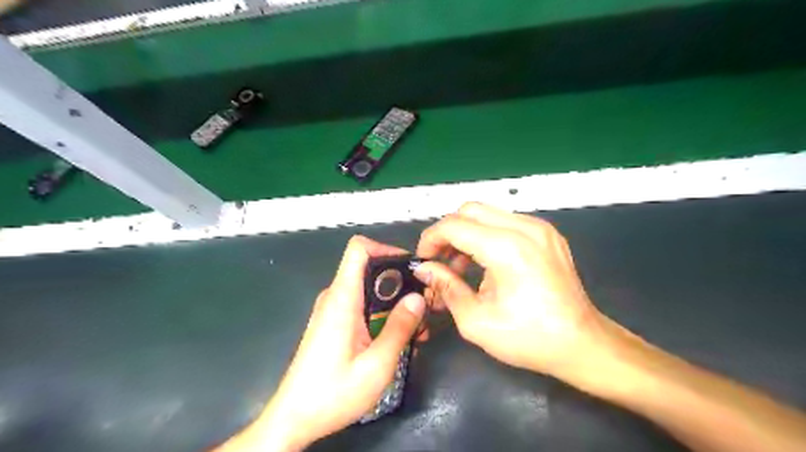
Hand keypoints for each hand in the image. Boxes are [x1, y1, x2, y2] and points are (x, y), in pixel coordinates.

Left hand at [214, 237, 427, 450]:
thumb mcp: (376, 365)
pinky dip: (382, 316)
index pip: (359, 249)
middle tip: (423, 306)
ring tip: (416, 330)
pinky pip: (363, 307)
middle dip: (400, 284)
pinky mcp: (334, 323)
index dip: (386, 249)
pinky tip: (397, 340)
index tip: (411, 268)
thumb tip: (418, 298)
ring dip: (394, 305)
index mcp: (342, 298)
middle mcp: (335, 297)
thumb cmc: (333, 393)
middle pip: (370, 270)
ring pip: (370, 291)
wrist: (294, 419)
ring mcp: (333, 310)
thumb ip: (399, 328)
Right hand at [415, 203, 617, 382]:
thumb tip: (425, 269)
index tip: (423, 260)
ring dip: (467, 233)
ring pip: (487, 213)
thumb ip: (446, 287)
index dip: (431, 239)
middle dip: (447, 232)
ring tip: (460, 266)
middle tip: (439, 260)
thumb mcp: (476, 320)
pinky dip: (486, 235)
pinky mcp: (547, 234)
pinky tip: (485, 262)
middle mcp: (525, 228)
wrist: (582, 343)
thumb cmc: (528, 338)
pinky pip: (506, 222)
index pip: (454, 225)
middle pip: (470, 210)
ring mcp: (540, 228)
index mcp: (507, 248)